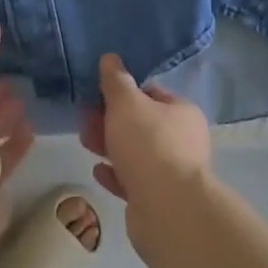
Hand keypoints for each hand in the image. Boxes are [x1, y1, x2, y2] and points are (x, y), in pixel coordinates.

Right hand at [80, 54, 212, 214]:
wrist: (167, 210)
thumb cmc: (148, 144)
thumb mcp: (126, 103)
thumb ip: (116, 80)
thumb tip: (110, 58)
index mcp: (182, 113)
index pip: (151, 93)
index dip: (123, 92)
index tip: (97, 94)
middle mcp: (183, 141)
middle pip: (140, 124)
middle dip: (110, 120)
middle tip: (85, 119)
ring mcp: (172, 172)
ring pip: (135, 152)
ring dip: (109, 146)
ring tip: (85, 142)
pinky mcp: (159, 200)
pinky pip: (133, 180)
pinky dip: (115, 173)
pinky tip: (97, 170)